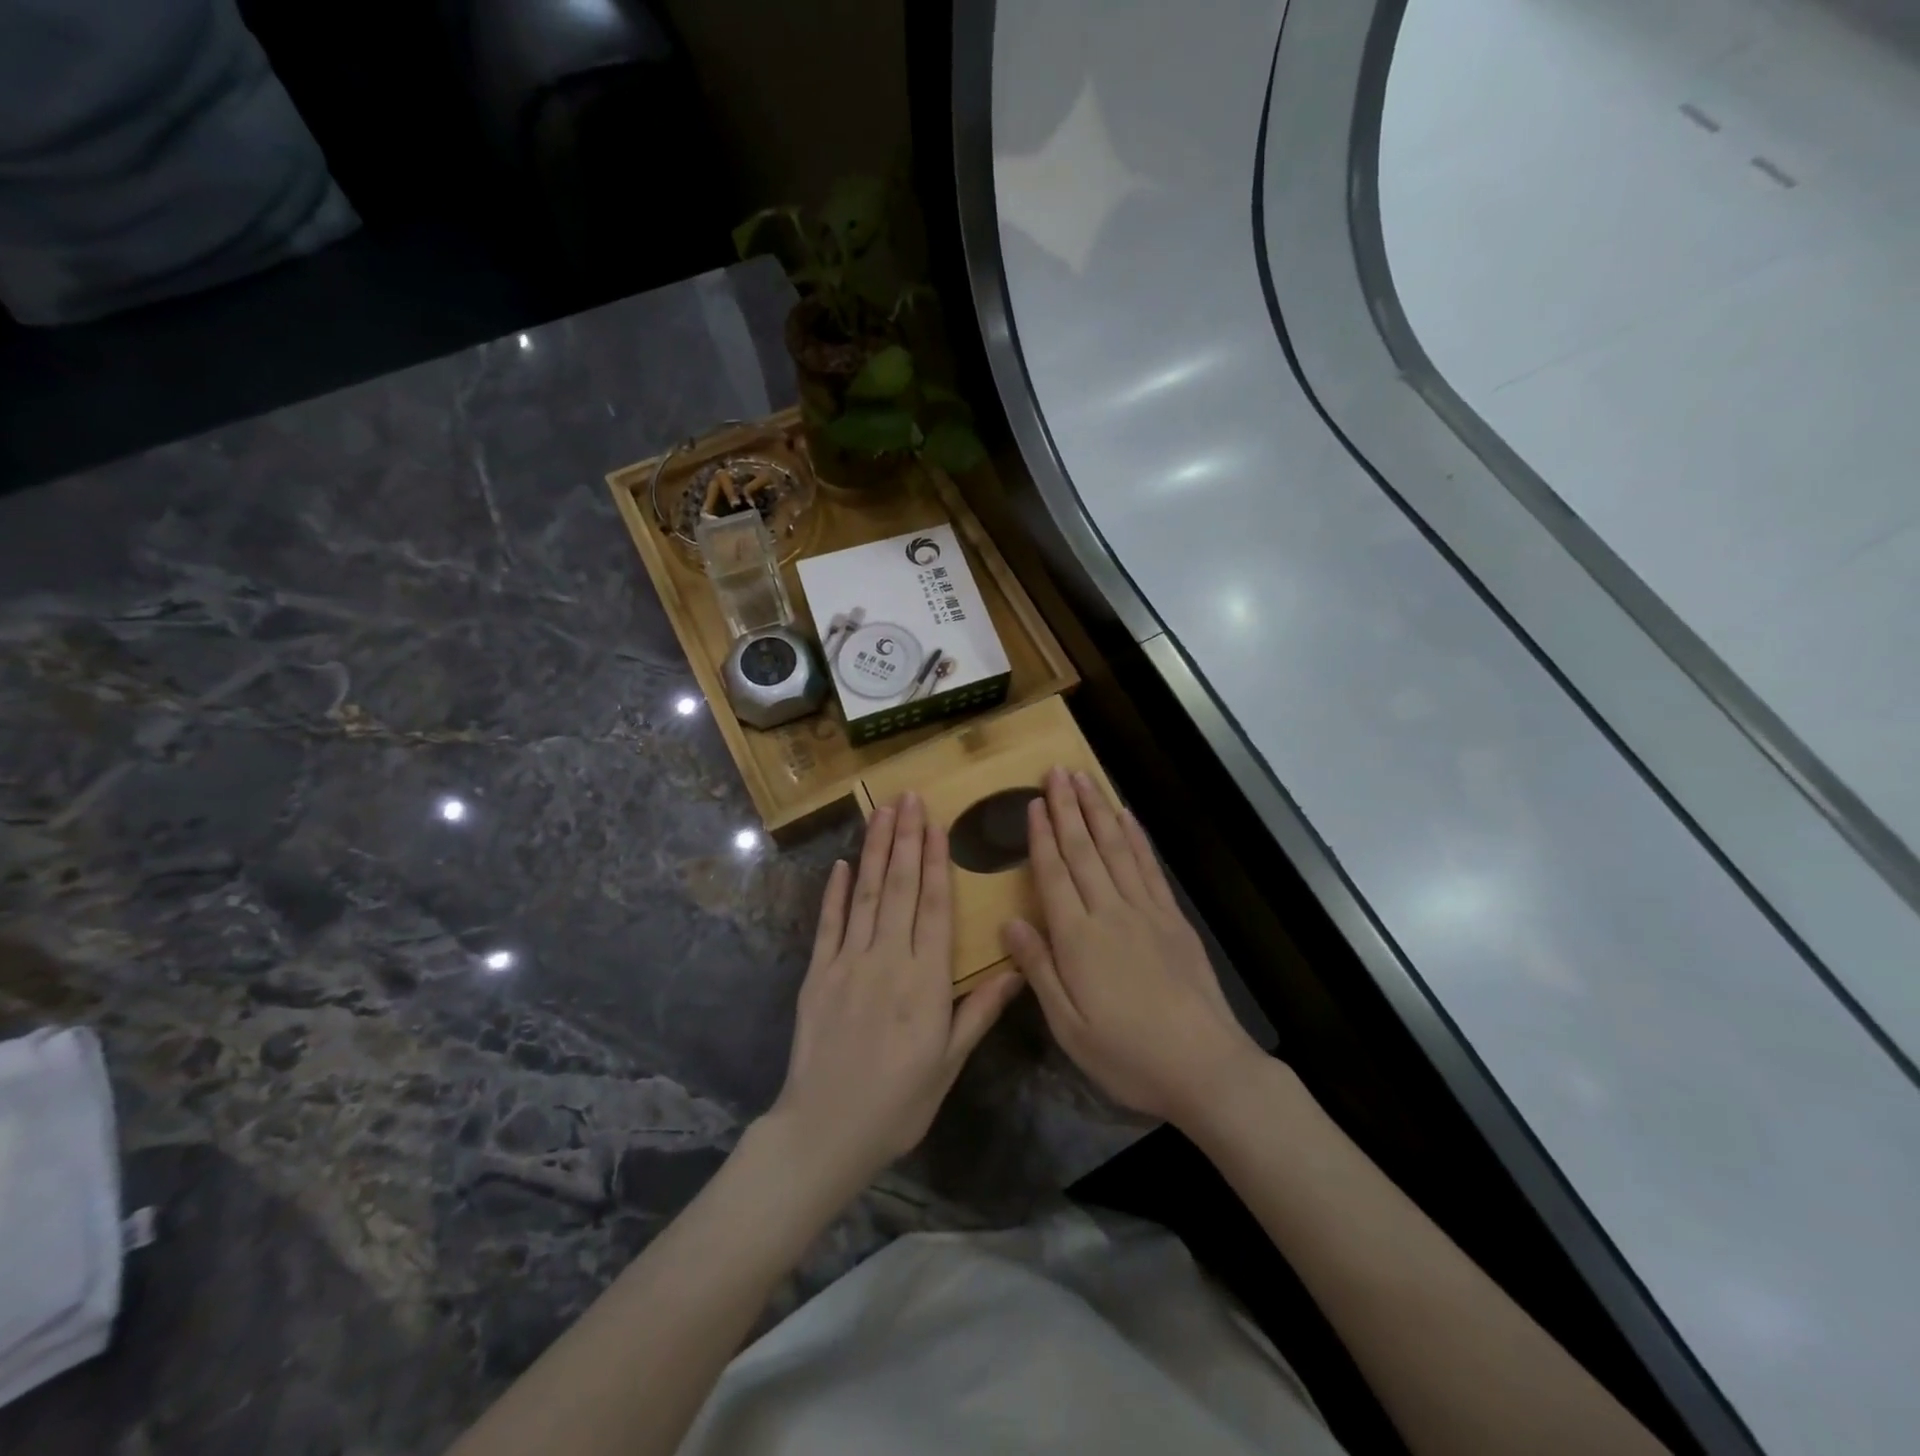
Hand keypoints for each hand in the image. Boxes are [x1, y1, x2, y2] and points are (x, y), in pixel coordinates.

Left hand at [768, 792, 1023, 1189]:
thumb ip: (979, 1011)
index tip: (936, 824)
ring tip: (881, 812)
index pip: (934, 907)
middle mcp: (887, 960)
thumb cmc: (899, 1102)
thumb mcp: (949, 1063)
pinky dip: (835, 892)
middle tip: (909, 797)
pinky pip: (828, 925)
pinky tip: (842, 864)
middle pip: (899, 888)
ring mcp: (847, 963)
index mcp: (925, 981)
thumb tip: (1017, 969)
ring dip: (874, 851)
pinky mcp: (817, 974)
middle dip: (905, 839)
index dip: (935, 862)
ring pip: (865, 895)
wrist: (825, 1130)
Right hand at [1003, 768, 1262, 1127]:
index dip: (1042, 836)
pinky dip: (1136, 837)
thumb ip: (1038, 969)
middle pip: (1083, 850)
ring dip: (1098, 810)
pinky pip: (1149, 867)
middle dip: (1068, 808)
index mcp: (1077, 939)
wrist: (1205, 1067)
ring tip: (1084, 778)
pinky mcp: (1173, 919)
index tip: (1034, 802)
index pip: (1053, 874)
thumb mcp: (1068, 1026)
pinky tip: (1126, 817)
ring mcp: (1146, 911)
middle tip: (1056, 771)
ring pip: (1116, 848)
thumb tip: (1009, 922)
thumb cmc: (1127, 1055)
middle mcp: (1110, 912)